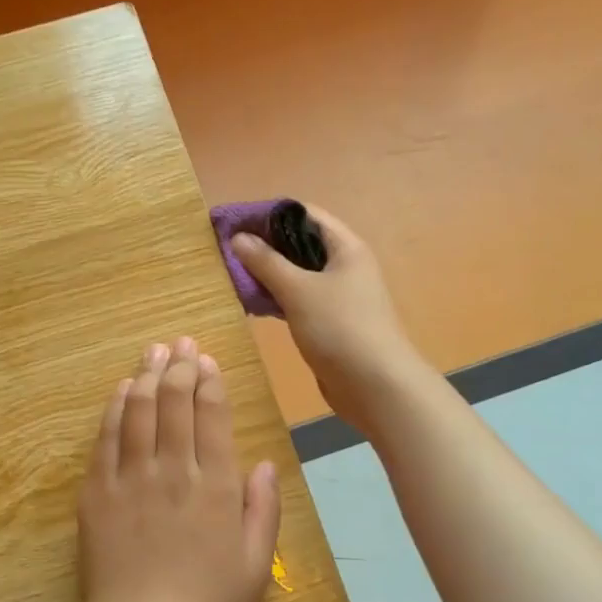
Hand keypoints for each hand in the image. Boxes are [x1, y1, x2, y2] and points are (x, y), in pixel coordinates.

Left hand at [75, 337, 281, 601]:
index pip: (212, 416)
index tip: (206, 360)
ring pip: (137, 411)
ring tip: (153, 351)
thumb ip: (263, 508)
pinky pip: (106, 439)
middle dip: (179, 366)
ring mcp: (130, 479)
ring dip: (146, 375)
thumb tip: (263, 462)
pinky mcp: (96, 493)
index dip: (209, 381)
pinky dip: (114, 409)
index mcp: (216, 487)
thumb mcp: (256, 565)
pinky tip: (121, 390)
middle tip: (180, 342)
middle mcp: (173, 471)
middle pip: (173, 403)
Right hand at [228, 206, 422, 430]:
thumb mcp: (298, 290)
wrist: (376, 386)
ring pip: (296, 274)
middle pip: (299, 243)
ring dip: (266, 272)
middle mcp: (343, 266)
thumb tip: (238, 238)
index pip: (303, 214)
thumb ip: (266, 262)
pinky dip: (275, 297)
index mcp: (345, 247)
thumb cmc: (340, 328)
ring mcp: (337, 296)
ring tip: (231, 274)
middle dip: (263, 244)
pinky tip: (250, 302)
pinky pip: (297, 299)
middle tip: (225, 250)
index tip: (232, 222)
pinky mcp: (328, 322)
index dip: (267, 214)